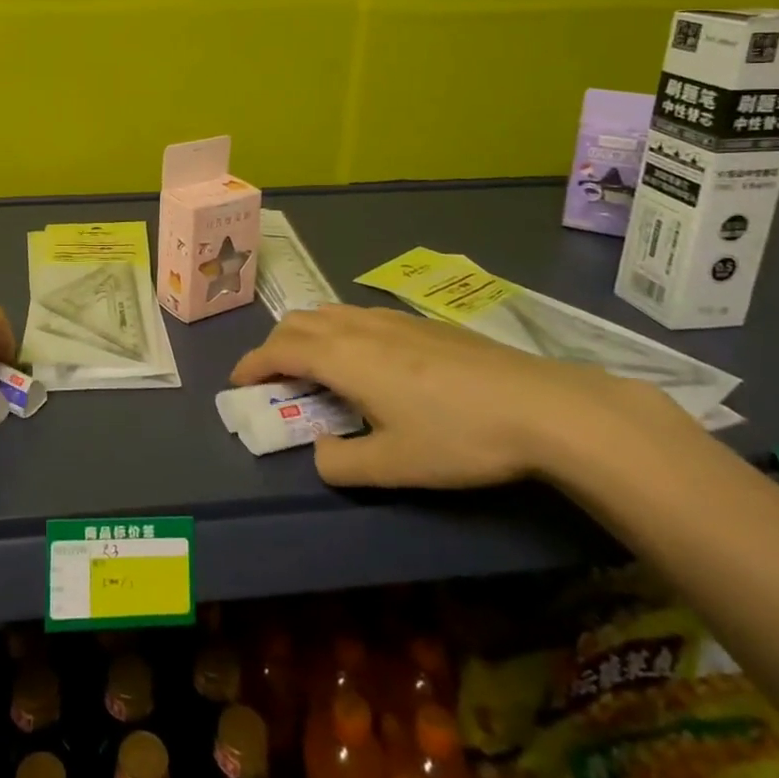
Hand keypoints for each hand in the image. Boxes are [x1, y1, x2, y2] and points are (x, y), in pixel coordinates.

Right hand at [228, 304, 678, 488]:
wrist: (540, 405)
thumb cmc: (458, 437)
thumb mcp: (395, 465)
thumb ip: (344, 463)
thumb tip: (320, 454)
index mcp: (342, 358)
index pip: (279, 351)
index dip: (252, 364)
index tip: (238, 382)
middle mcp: (357, 328)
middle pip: (298, 323)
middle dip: (274, 346)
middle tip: (273, 377)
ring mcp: (390, 319)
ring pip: (328, 313)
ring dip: (306, 333)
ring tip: (313, 363)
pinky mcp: (419, 322)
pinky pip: (357, 314)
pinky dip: (337, 329)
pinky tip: (364, 356)